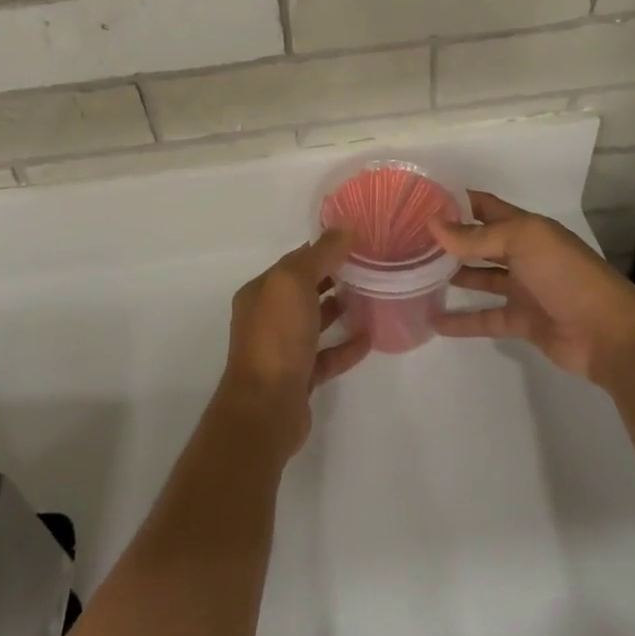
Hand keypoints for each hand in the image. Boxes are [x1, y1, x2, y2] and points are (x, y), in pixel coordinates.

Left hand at [220, 230, 370, 456]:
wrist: (266, 407)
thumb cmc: (276, 336)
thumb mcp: (294, 282)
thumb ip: (320, 255)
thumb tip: (344, 228)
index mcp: (261, 292)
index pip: (294, 262)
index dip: (323, 249)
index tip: (357, 241)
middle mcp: (267, 317)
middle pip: (304, 290)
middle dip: (333, 277)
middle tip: (371, 268)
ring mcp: (283, 349)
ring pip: (315, 322)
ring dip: (340, 309)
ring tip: (373, 297)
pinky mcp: (300, 377)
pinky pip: (327, 356)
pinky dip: (346, 346)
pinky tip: (370, 338)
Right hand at [429, 190, 634, 380]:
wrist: (609, 333)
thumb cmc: (566, 275)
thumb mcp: (522, 242)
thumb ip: (476, 237)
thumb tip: (432, 224)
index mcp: (526, 228)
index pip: (486, 207)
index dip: (458, 201)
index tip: (421, 198)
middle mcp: (523, 254)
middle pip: (481, 242)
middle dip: (450, 238)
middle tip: (409, 237)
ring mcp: (523, 289)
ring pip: (480, 278)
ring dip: (453, 275)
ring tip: (415, 274)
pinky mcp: (522, 321)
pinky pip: (484, 318)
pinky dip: (461, 321)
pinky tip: (433, 320)